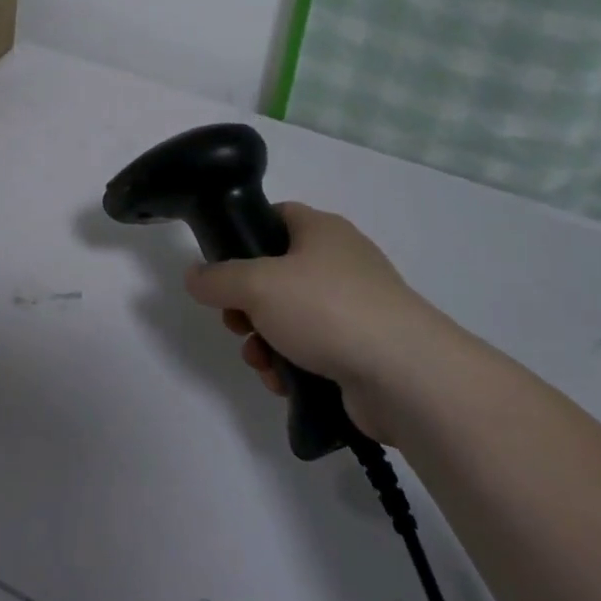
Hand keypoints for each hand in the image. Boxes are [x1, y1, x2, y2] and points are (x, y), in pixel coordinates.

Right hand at [183, 203, 465, 441]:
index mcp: (322, 231)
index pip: (276, 216)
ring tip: (259, 361)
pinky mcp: (363, 350)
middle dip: (247, 305)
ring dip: (265, 340)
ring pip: (291, 318)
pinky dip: (292, 365)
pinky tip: (282, 383)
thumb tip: (194, 276)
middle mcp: (341, 262)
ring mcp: (356, 308)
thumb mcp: (256, 284)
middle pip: (277, 274)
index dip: (244, 236)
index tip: (221, 267)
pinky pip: (313, 351)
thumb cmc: (327, 309)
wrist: (406, 376)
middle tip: (235, 323)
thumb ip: (217, 278)